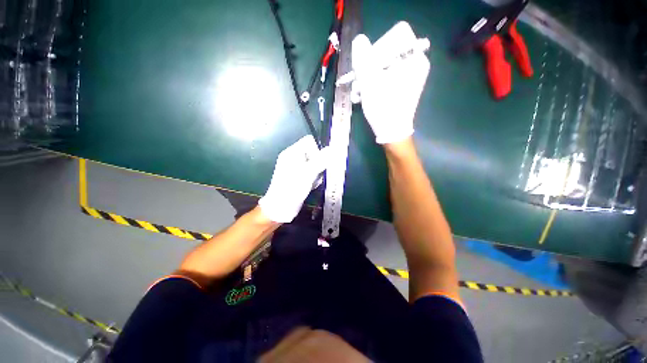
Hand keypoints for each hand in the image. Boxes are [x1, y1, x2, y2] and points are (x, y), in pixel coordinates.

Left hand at [259, 135, 329, 222]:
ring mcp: (295, 168)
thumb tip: (332, 149)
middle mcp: (293, 158)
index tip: (320, 161)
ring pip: (313, 164)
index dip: (317, 149)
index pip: (308, 142)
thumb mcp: (308, 173)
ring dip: (317, 173)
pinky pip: (310, 173)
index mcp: (292, 153)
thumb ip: (321, 160)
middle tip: (316, 174)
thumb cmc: (292, 188)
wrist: (280, 208)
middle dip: (318, 163)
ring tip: (312, 182)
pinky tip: (310, 186)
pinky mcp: (298, 177)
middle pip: (312, 153)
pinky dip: (313, 179)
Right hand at [351, 22, 429, 143]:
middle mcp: (415, 66)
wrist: (391, 133)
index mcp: (414, 59)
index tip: (365, 67)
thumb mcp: (370, 82)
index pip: (393, 40)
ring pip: (384, 69)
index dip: (375, 51)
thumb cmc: (383, 108)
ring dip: (368, 79)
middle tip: (358, 81)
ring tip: (357, 92)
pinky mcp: (402, 88)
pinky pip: (386, 79)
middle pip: (387, 55)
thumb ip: (364, 59)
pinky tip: (363, 95)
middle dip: (369, 68)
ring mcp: (409, 78)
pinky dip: (374, 85)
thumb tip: (359, 40)